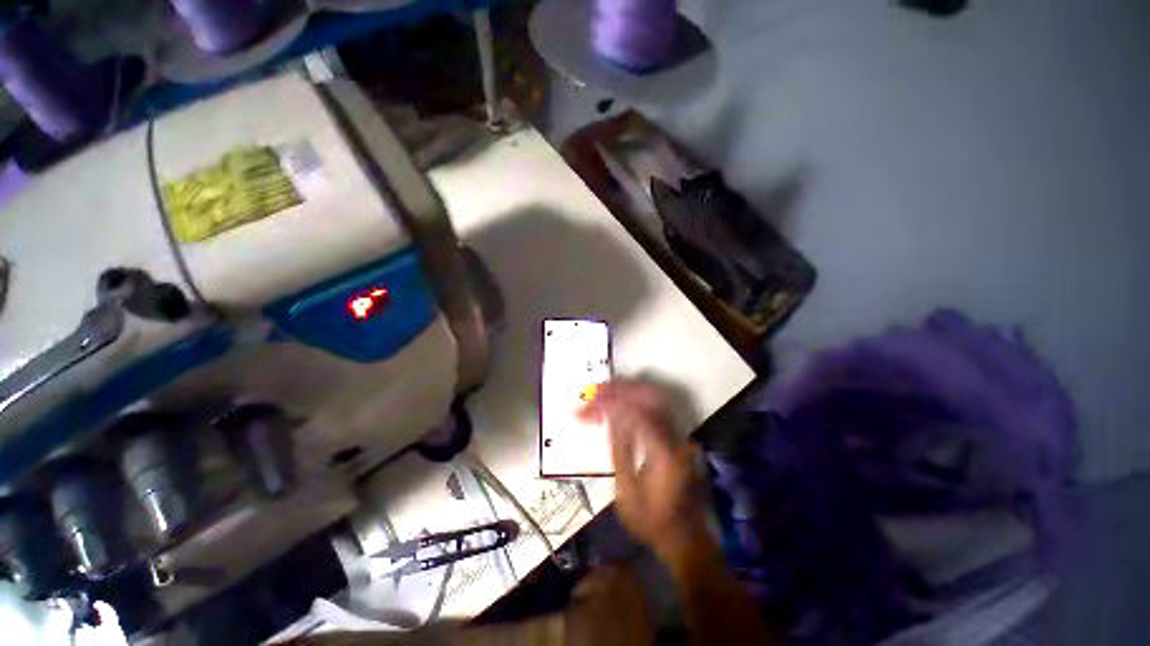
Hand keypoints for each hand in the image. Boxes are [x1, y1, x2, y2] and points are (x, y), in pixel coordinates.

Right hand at [579, 379, 706, 561]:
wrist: (684, 536)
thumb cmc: (652, 521)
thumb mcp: (628, 493)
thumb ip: (620, 451)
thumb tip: (610, 418)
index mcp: (664, 453)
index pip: (637, 414)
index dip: (612, 403)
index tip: (589, 403)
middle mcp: (675, 437)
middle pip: (650, 397)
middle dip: (620, 388)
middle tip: (595, 390)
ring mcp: (678, 434)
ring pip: (653, 397)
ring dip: (627, 389)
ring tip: (603, 391)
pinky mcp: (675, 434)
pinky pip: (654, 406)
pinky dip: (634, 398)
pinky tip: (618, 400)